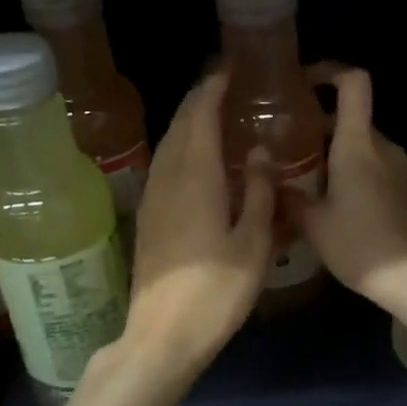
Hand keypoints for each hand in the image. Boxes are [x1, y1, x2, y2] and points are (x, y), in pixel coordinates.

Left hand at [123, 71, 274, 372]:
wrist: (162, 335)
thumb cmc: (216, 291)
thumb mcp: (253, 243)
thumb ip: (258, 192)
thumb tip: (258, 151)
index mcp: (195, 176)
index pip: (199, 115)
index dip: (212, 88)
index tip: (229, 70)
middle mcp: (168, 178)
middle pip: (179, 125)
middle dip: (199, 100)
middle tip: (225, 87)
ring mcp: (153, 198)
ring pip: (168, 146)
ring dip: (188, 123)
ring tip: (214, 115)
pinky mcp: (148, 218)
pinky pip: (165, 166)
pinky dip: (182, 149)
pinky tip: (198, 161)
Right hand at [288, 67, 406, 315]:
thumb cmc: (361, 246)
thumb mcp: (314, 226)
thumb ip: (289, 199)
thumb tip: (272, 183)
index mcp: (358, 145)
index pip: (353, 83)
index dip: (330, 71)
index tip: (305, 81)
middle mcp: (385, 148)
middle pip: (354, 121)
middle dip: (322, 129)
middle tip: (293, 150)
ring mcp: (406, 171)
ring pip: (367, 150)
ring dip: (341, 158)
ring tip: (314, 186)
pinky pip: (383, 173)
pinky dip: (361, 178)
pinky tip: (346, 211)